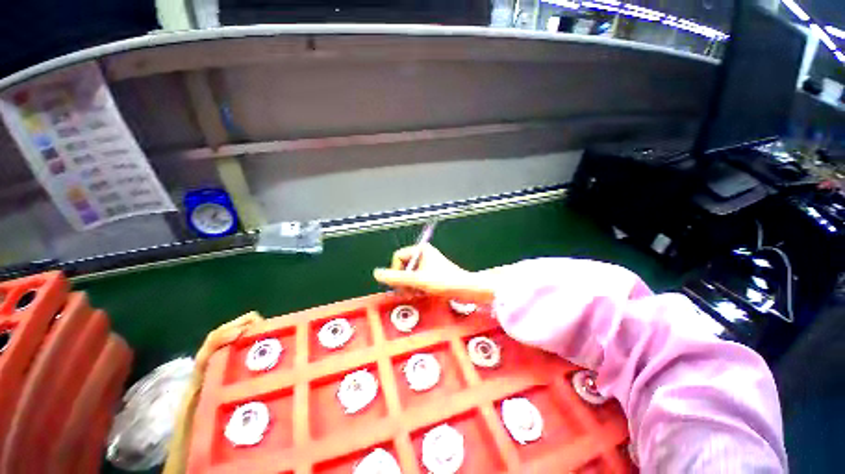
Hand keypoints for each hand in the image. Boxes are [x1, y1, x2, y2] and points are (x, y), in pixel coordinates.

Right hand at [373, 244, 495, 302]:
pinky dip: (416, 287)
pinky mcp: (433, 272)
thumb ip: (396, 278)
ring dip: (409, 285)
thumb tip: (375, 273)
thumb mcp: (418, 280)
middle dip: (403, 280)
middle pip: (403, 266)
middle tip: (407, 293)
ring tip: (416, 294)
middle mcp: (424, 254)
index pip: (397, 257)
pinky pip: (417, 278)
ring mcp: (428, 263)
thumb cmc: (443, 281)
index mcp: (421, 249)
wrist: (466, 289)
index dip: (395, 271)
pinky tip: (422, 294)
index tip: (401, 285)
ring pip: (409, 274)